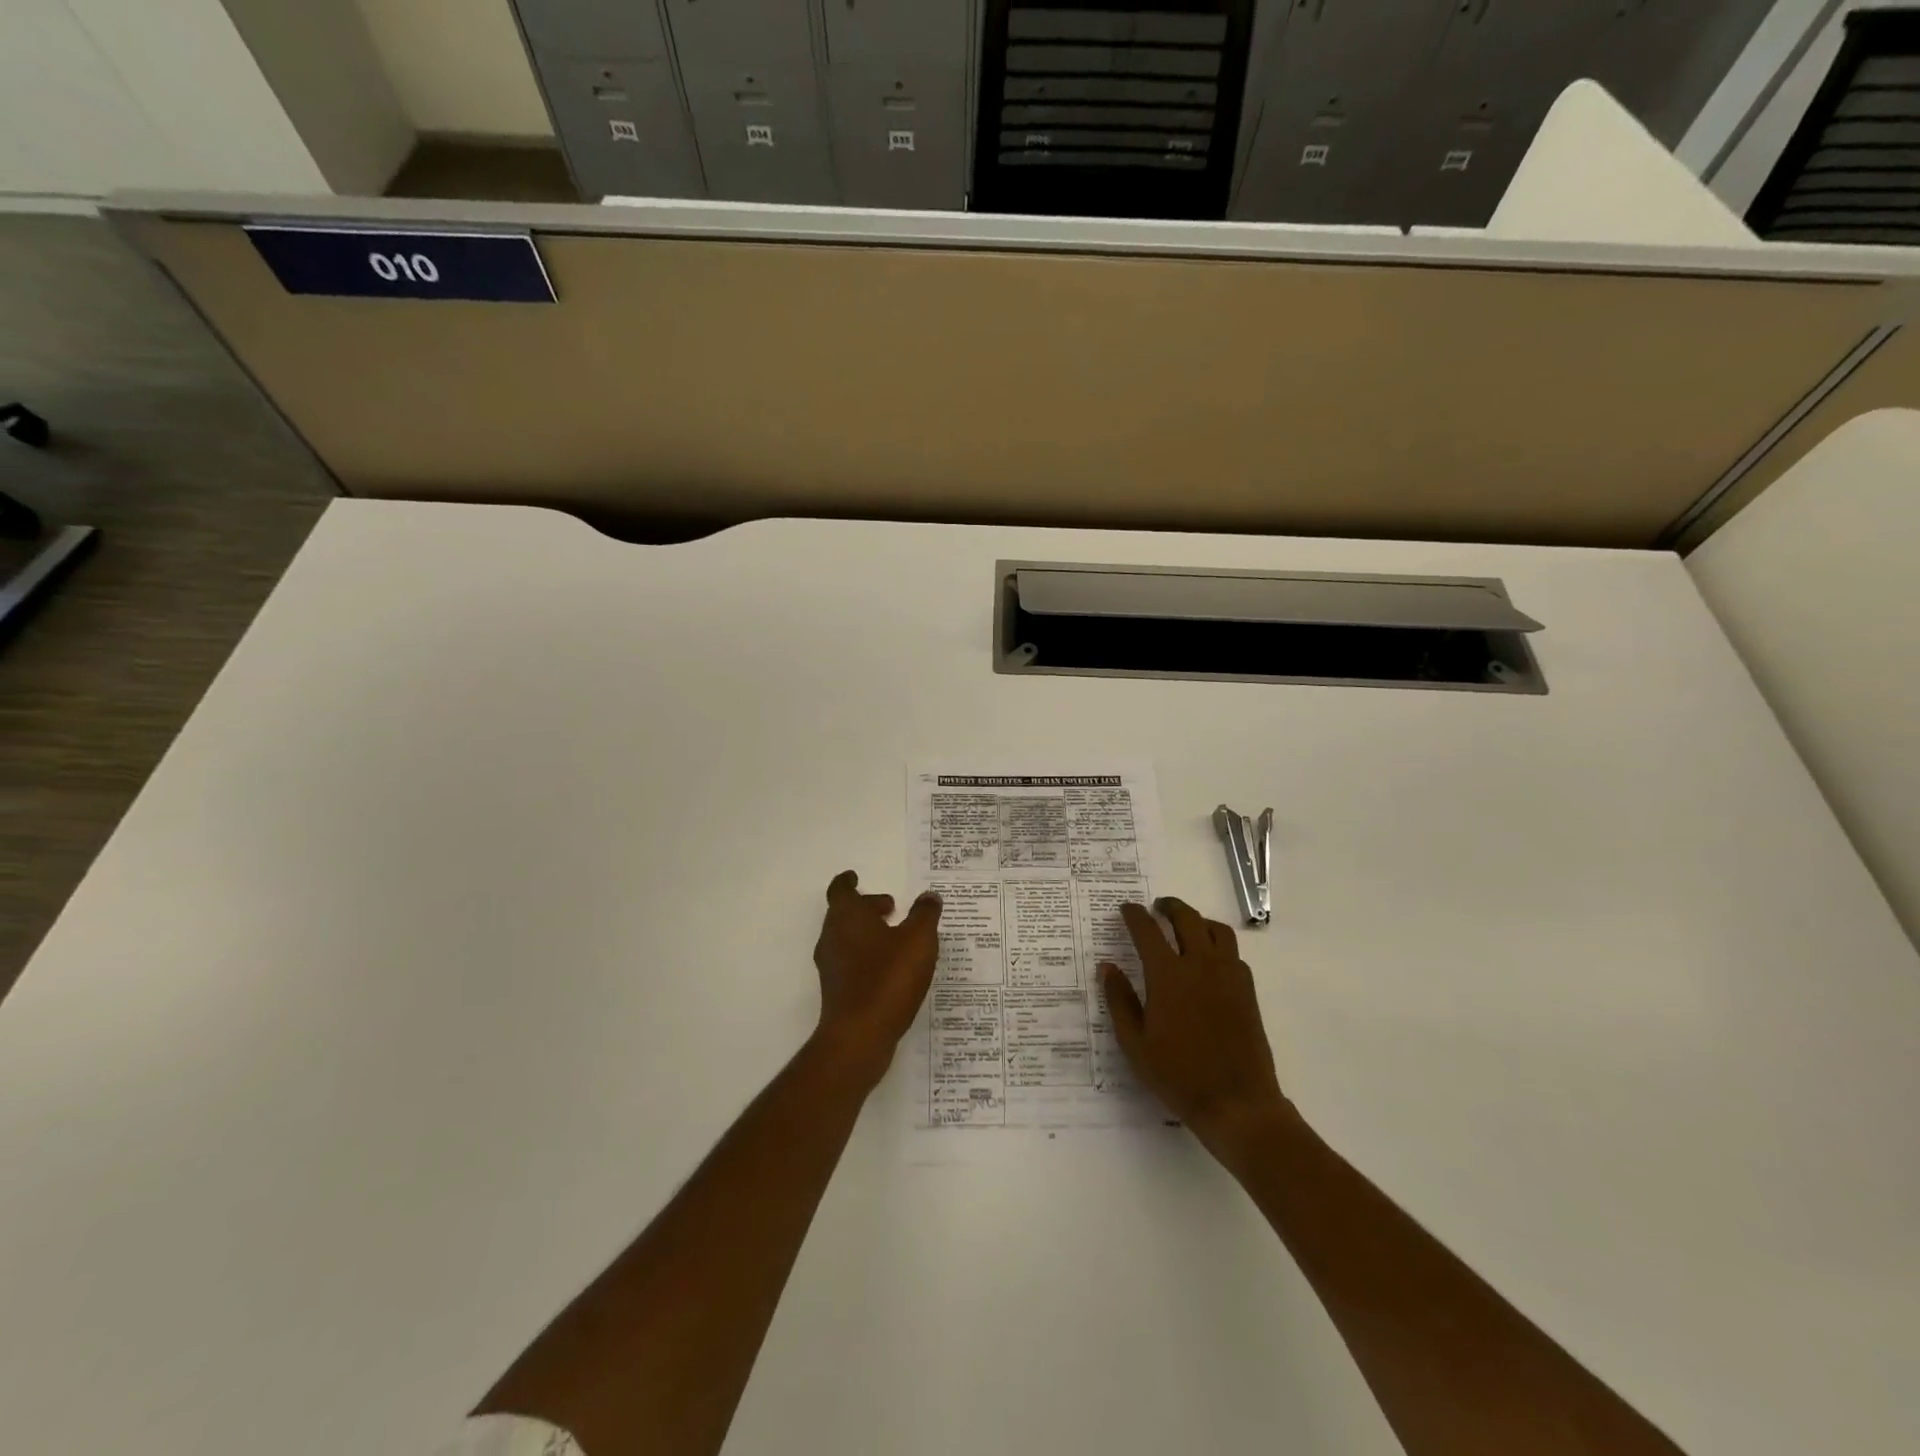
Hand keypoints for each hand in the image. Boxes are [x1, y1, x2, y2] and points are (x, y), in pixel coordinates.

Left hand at [811, 870, 942, 1087]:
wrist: (859, 1036)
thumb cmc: (888, 978)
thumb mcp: (918, 940)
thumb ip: (925, 914)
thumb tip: (929, 896)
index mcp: (847, 917)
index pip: (841, 890)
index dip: (848, 882)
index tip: (855, 876)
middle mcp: (832, 938)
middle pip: (844, 914)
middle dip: (866, 908)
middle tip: (891, 908)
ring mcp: (832, 967)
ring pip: (847, 939)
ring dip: (868, 933)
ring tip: (897, 938)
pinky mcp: (837, 991)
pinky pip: (852, 963)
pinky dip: (868, 957)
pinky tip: (892, 969)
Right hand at [1100, 897, 1294, 1170]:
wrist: (1237, 1103)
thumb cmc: (1178, 1075)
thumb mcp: (1135, 1043)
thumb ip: (1119, 1000)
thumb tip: (1107, 967)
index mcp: (1168, 976)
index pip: (1148, 931)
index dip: (1135, 915)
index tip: (1126, 908)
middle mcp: (1200, 966)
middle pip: (1187, 919)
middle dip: (1170, 907)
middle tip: (1158, 907)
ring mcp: (1229, 976)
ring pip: (1216, 930)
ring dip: (1198, 920)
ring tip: (1186, 927)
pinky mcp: (1247, 991)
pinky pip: (1233, 953)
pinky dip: (1218, 944)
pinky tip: (1209, 960)